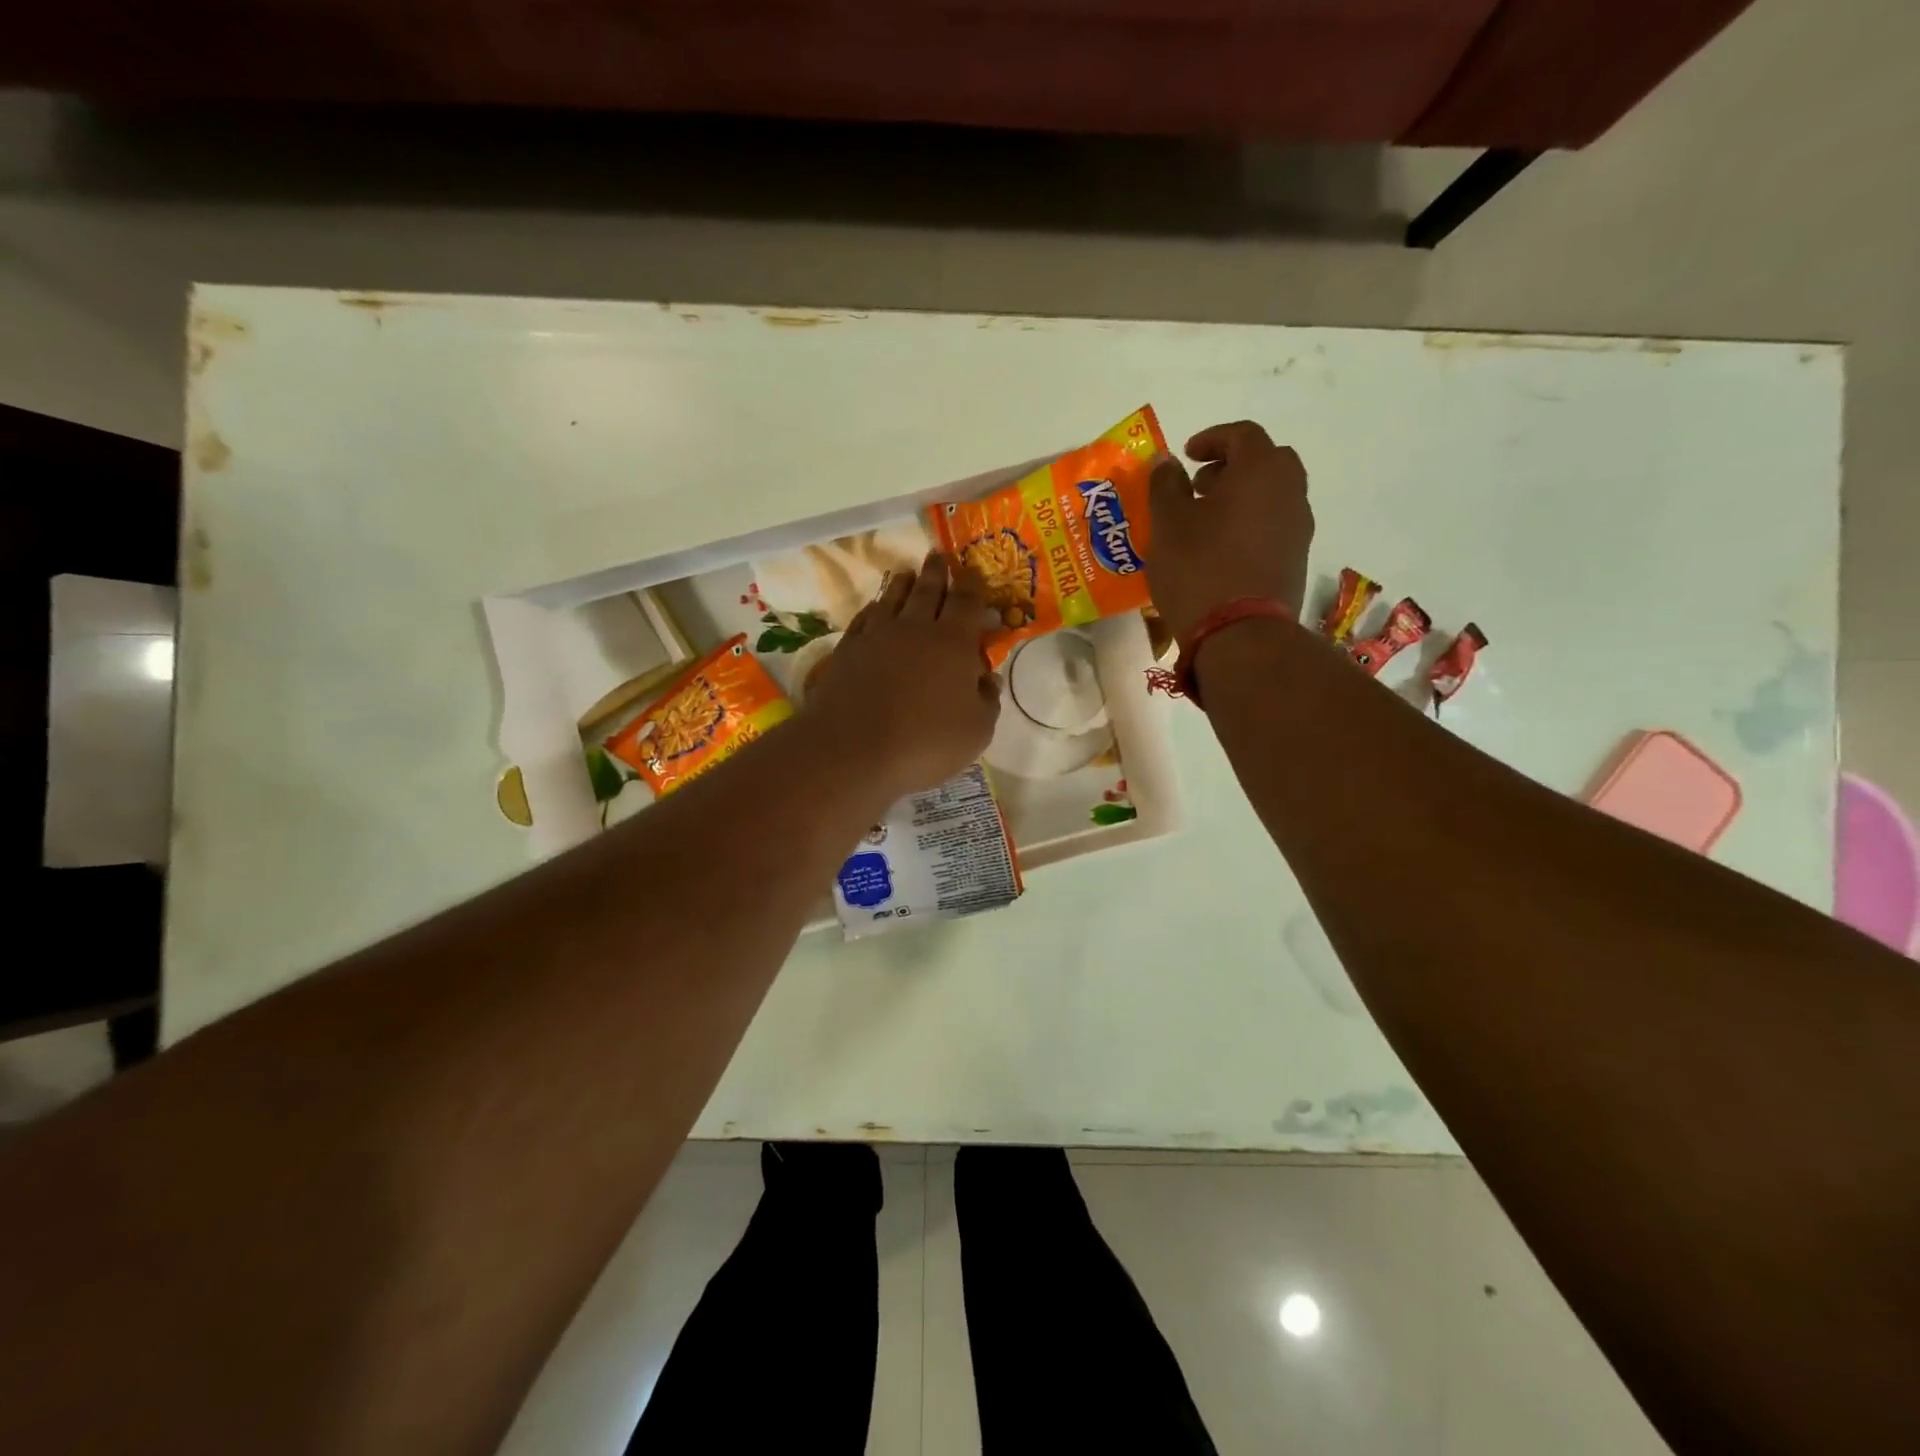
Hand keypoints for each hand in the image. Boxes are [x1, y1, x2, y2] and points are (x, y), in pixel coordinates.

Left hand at [803, 552, 1002, 802]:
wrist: (852, 749)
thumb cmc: (925, 743)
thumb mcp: (976, 732)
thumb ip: (987, 701)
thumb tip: (987, 678)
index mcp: (953, 642)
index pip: (967, 602)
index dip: (973, 585)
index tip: (974, 571)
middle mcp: (915, 628)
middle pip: (928, 590)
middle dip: (937, 571)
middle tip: (939, 556)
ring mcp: (877, 635)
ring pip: (893, 597)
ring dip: (903, 583)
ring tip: (908, 573)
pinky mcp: (848, 649)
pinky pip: (865, 617)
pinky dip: (874, 608)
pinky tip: (875, 608)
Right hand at [1146, 421, 1313, 641]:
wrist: (1240, 633)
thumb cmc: (1198, 568)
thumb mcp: (1167, 524)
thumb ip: (1165, 485)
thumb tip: (1167, 461)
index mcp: (1260, 470)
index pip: (1242, 434)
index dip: (1212, 439)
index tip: (1186, 455)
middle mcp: (1289, 491)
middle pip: (1267, 461)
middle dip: (1232, 466)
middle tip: (1199, 486)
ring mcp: (1299, 527)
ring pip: (1273, 494)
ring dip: (1242, 496)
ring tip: (1206, 521)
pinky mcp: (1297, 559)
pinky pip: (1274, 525)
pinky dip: (1251, 523)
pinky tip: (1222, 548)